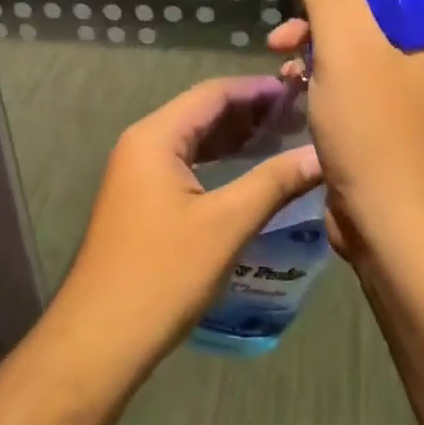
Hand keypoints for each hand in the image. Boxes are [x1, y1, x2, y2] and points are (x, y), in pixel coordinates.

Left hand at [55, 76, 321, 364]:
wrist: (103, 335)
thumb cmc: (164, 273)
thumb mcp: (227, 224)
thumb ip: (275, 182)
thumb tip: (321, 155)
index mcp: (155, 136)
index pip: (211, 94)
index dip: (256, 89)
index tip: (300, 91)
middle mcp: (141, 144)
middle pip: (201, 113)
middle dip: (248, 111)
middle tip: (299, 115)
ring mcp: (137, 172)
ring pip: (192, 140)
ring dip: (234, 137)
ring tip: (282, 137)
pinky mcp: (140, 199)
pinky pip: (184, 164)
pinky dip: (217, 161)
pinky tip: (247, 171)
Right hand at [267, 0, 423, 254]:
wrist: (394, 223)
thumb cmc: (375, 127)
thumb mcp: (346, 44)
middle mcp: (418, 42)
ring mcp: (397, 79)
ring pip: (348, 32)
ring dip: (310, 29)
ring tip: (278, 45)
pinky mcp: (375, 109)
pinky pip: (341, 69)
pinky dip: (314, 66)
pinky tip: (288, 79)